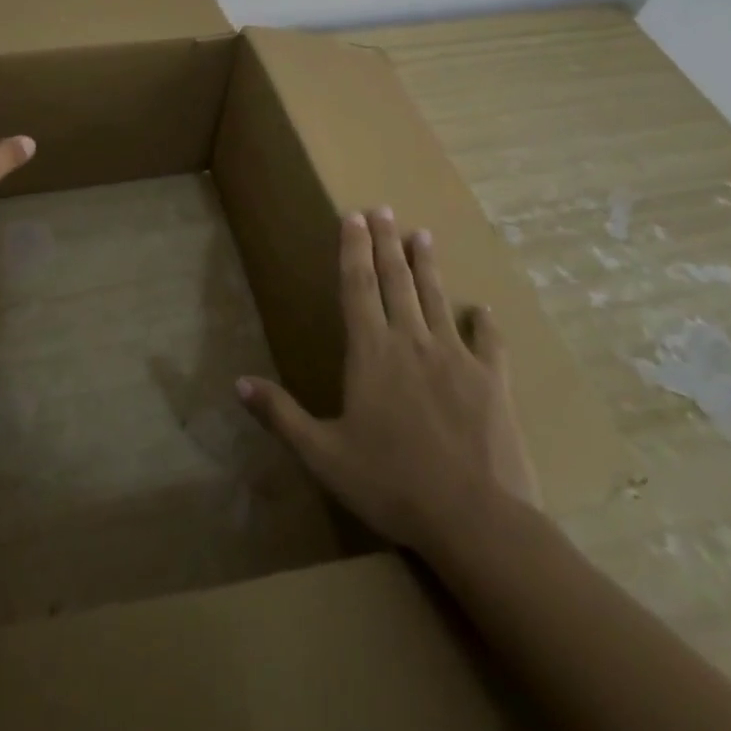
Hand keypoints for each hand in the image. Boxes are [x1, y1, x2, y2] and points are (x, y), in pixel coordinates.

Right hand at [237, 208, 540, 553]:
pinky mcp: (493, 382)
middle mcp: (411, 342)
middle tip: (384, 209)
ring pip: (436, 299)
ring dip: (427, 266)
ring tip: (423, 235)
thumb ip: (280, 414)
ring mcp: (456, 358)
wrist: (476, 520)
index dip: (353, 249)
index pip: (357, 287)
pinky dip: (485, 324)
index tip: (354, 216)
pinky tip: (484, 309)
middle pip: (396, 281)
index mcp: (371, 352)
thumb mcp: (323, 454)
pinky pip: (489, 344)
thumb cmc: (391, 484)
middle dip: (386, 243)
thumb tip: (238, 383)